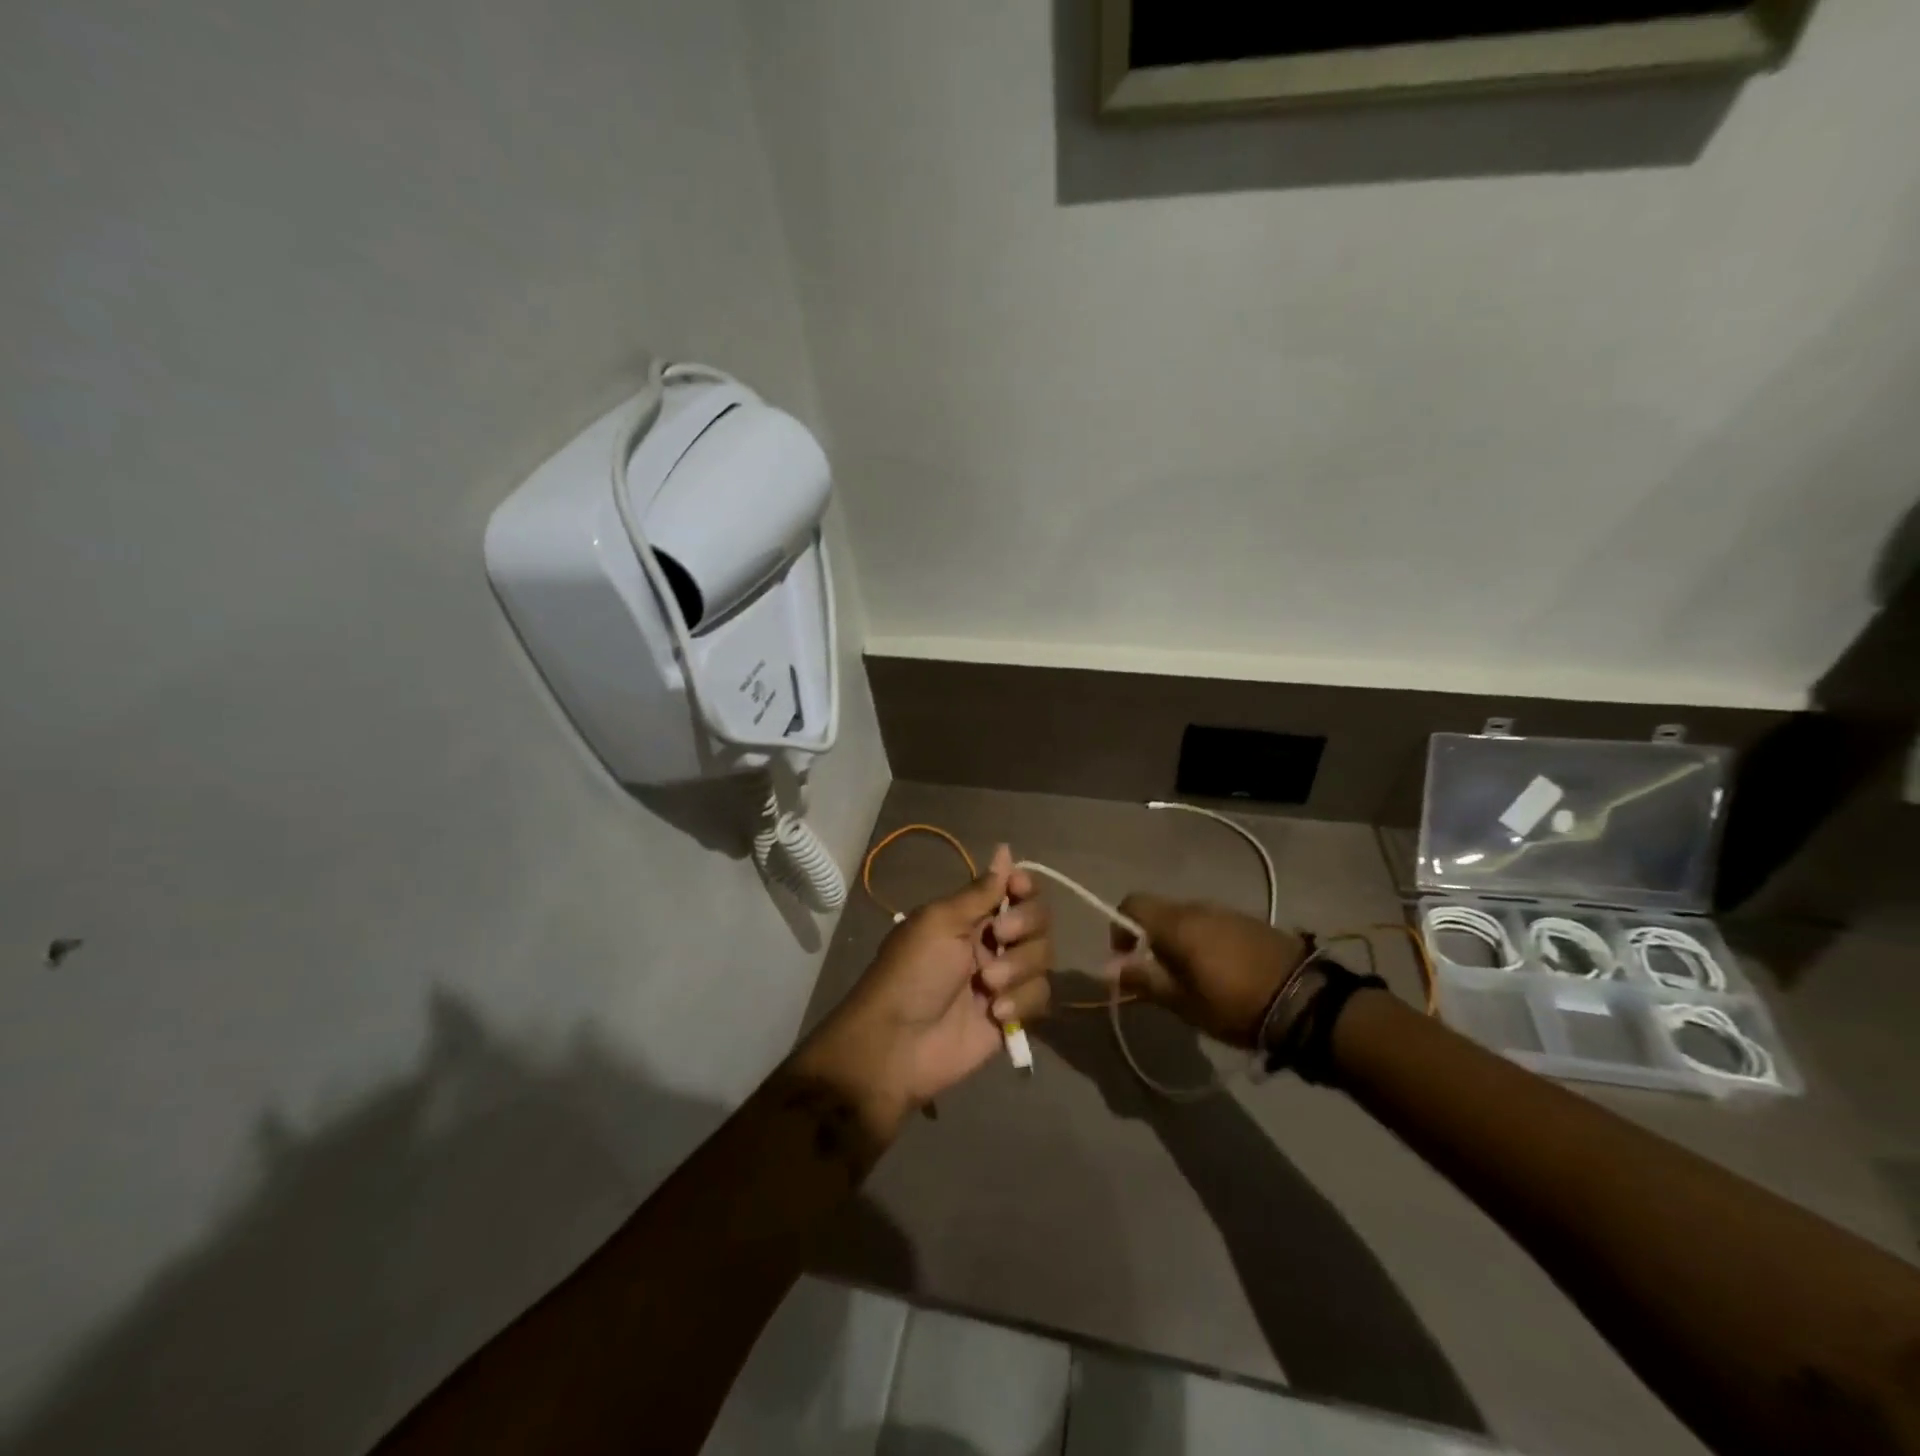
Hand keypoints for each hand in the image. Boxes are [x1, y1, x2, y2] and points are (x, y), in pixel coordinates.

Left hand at [793, 846, 1053, 1140]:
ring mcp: (1004, 979)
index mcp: (969, 915)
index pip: (1014, 888)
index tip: (1018, 890)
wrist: (898, 1044)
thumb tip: (1005, 850)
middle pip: (1038, 919)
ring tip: (987, 987)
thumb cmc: (912, 973)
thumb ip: (979, 891)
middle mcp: (991, 941)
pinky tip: (995, 1014)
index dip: (1024, 886)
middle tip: (999, 937)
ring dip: (1019, 968)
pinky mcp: (1013, 1015)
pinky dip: (1022, 1002)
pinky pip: (1040, 996)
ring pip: (1043, 957)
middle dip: (1024, 925)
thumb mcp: (939, 922)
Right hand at [1103, 895, 1308, 1048]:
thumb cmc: (1234, 1004)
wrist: (1306, 1001)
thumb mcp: (1183, 1002)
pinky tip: (1220, 971)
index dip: (1121, 927)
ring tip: (1191, 977)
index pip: (1132, 903)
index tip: (1127, 958)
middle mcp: (1199, 907)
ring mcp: (1228, 911)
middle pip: (1161, 912)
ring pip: (1188, 918)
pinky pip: (1213, 924)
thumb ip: (1143, 980)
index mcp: (1177, 922)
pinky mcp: (1251, 922)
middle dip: (1151, 939)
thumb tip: (1107, 968)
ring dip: (1180, 941)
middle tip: (1160, 976)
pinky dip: (1205, 941)